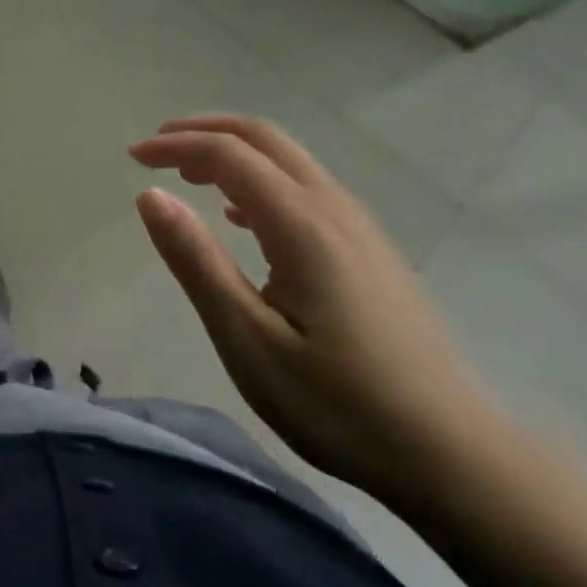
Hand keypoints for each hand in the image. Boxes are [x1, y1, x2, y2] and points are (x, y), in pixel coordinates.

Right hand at [130, 115, 500, 508]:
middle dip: (204, 131)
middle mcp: (334, 209)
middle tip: (156, 148)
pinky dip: (261, 180)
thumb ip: (196, 261)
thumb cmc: (337, 403)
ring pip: (289, 160)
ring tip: (188, 175)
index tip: (133, 158)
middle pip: (264, 138)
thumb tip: (149, 195)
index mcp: (302, 225)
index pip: (229, 154)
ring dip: (234, 152)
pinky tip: (241, 217)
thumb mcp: (247, 339)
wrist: (453, 456)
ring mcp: (361, 228)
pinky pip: (307, 188)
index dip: (176, 145)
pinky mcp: (372, 251)